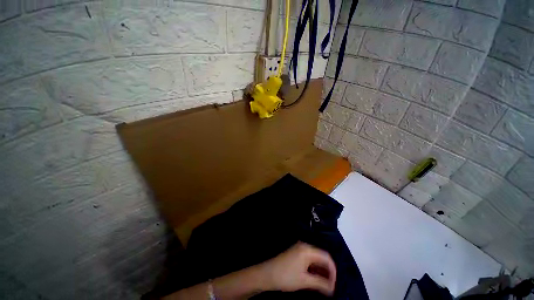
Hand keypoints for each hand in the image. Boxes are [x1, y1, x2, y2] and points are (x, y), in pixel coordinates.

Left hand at [260, 242, 336, 295]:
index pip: (326, 257)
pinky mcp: (296, 253)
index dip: (333, 271)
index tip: (335, 285)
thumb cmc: (286, 276)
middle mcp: (305, 246)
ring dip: (321, 271)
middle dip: (328, 271)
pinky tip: (316, 279)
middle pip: (321, 257)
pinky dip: (314, 269)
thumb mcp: (304, 281)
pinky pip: (310, 260)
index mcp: (308, 250)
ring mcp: (300, 249)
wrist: (268, 273)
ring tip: (325, 285)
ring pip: (316, 259)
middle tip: (331, 286)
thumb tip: (333, 288)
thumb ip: (321, 283)